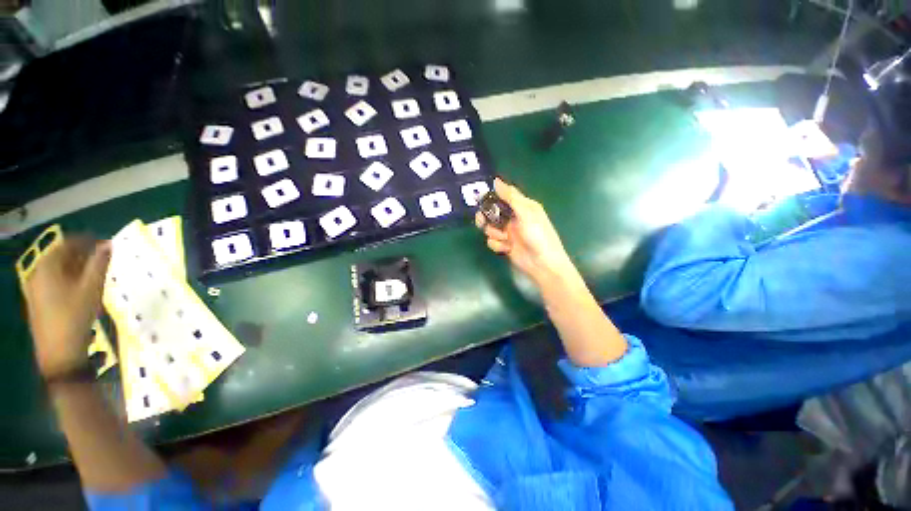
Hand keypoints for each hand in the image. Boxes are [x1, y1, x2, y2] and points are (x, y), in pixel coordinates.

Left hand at [22, 237, 110, 379]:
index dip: (87, 241)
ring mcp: (35, 289)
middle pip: (60, 256)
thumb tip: (108, 244)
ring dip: (76, 267)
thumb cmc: (75, 316)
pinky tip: (81, 288)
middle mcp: (37, 273)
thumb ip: (100, 264)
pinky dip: (69, 278)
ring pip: (57, 269)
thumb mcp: (92, 288)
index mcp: (47, 267)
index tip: (106, 244)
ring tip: (95, 273)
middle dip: (82, 254)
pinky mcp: (38, 301)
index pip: (67, 244)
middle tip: (103, 258)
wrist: (59, 352)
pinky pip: (54, 281)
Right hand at [475, 179, 575, 285]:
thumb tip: (496, 180)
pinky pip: (492, 241)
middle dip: (486, 217)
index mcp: (522, 206)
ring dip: (494, 233)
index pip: (504, 196)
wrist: (542, 264)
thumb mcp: (526, 213)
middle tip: (482, 221)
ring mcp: (508, 232)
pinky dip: (497, 245)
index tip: (479, 198)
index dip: (491, 196)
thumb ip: (510, 197)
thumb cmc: (538, 235)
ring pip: (490, 227)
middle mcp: (513, 218)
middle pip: (492, 212)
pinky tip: (507, 248)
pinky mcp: (504, 245)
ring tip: (504, 238)